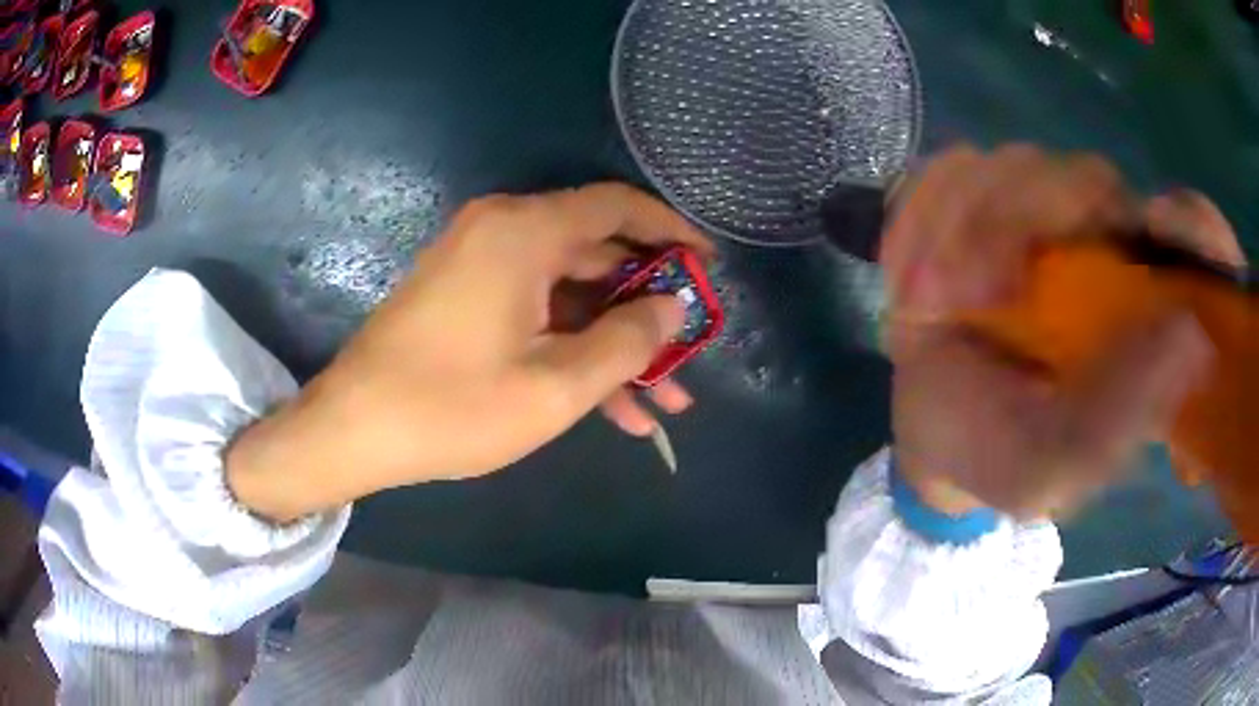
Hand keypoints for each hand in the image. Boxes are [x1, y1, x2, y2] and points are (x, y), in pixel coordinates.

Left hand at [228, 183, 712, 521]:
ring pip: (570, 295)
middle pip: (598, 255)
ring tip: (664, 399)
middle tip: (690, 352)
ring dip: (615, 344)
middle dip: (647, 309)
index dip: (672, 231)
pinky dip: (573, 350)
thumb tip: (672, 308)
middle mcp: (503, 232)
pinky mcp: (468, 298)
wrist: (354, 429)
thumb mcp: (556, 386)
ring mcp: (481, 266)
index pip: (617, 206)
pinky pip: (536, 313)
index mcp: (524, 232)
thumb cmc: (451, 407)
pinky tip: (614, 408)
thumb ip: (627, 341)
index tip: (709, 265)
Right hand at [882, 146, 1216, 517]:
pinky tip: (912, 276)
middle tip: (976, 293)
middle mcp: (1103, 246)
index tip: (1159, 229)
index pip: (1194, 235)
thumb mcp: (1056, 466)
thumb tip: (1191, 339)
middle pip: (1090, 177)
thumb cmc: (1002, 454)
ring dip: (960, 226)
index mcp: (1142, 308)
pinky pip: (949, 169)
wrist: (933, 433)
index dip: (1193, 222)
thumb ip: (1117, 422)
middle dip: (1023, 220)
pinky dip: (920, 215)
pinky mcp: (979, 201)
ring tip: (928, 302)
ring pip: (1014, 164)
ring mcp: (1040, 216)